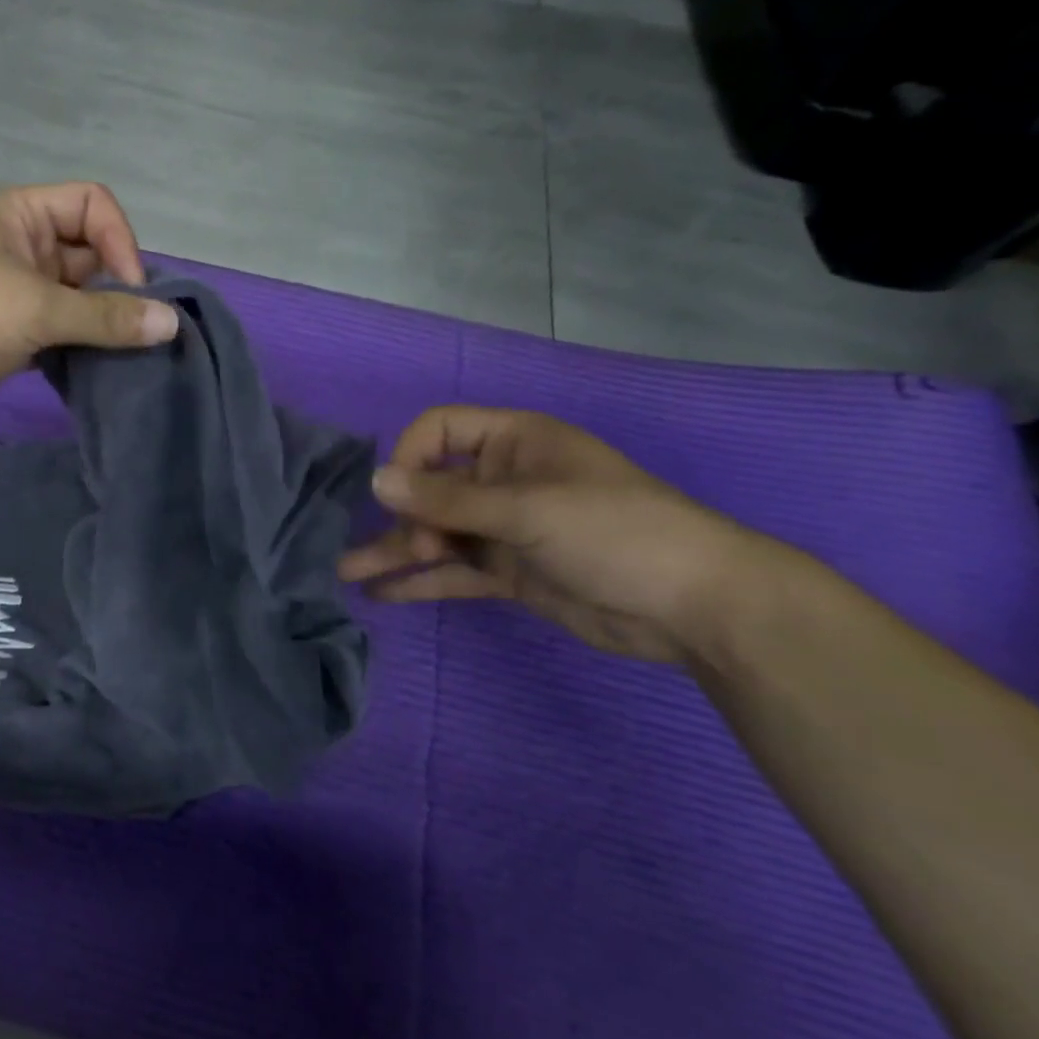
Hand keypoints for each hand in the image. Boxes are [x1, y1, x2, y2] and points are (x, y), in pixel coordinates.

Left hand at [0, 181, 178, 434]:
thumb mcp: (33, 307)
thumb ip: (105, 316)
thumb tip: (171, 322)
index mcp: (21, 216)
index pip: (92, 206)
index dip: (121, 241)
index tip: (132, 291)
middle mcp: (22, 250)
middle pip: (92, 256)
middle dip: (120, 291)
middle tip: (143, 334)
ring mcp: (16, 297)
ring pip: (79, 303)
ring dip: (105, 328)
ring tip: (132, 358)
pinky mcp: (12, 339)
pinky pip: (62, 337)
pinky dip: (83, 352)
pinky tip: (103, 375)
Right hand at [338, 408, 777, 665]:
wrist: (693, 606)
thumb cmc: (613, 532)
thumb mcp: (527, 509)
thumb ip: (448, 499)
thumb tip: (375, 481)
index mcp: (512, 442)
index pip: (439, 431)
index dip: (409, 457)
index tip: (395, 496)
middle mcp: (503, 480)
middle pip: (432, 488)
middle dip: (401, 516)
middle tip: (387, 548)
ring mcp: (505, 528)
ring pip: (438, 533)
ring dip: (396, 551)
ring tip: (346, 573)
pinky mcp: (510, 572)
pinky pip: (455, 571)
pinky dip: (421, 581)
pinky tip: (381, 594)